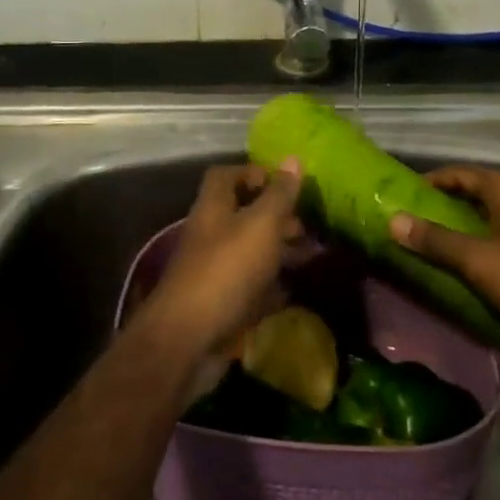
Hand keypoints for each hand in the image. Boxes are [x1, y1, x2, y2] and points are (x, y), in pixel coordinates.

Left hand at [134, 161, 303, 364]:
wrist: (189, 340)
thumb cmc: (227, 270)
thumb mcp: (261, 225)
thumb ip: (279, 195)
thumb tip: (294, 158)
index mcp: (213, 208)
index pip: (225, 175)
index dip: (253, 173)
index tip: (284, 183)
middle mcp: (209, 235)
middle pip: (241, 214)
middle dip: (274, 216)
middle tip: (305, 224)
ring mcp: (212, 271)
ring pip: (249, 251)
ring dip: (277, 251)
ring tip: (311, 255)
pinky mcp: (219, 305)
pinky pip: (249, 287)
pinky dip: (271, 286)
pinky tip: (294, 289)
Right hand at [389, 166, 499, 342]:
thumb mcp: (479, 261)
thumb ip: (436, 241)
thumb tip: (393, 220)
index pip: (461, 173)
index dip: (432, 181)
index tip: (405, 194)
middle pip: (479, 194)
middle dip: (448, 207)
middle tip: (416, 222)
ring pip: (495, 219)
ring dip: (468, 230)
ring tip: (439, 246)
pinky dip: (488, 247)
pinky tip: (476, 269)